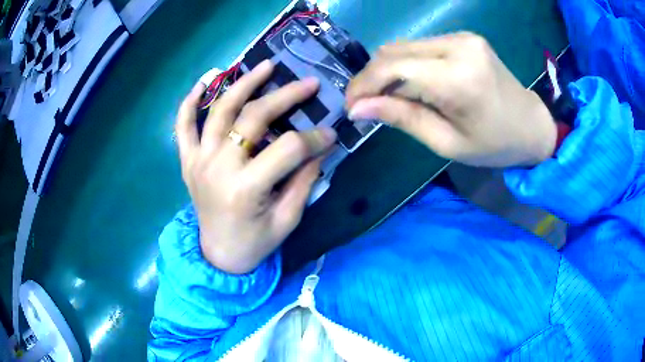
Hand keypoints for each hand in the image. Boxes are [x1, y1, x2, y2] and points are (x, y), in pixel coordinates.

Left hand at [176, 60, 336, 273]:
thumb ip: (304, 181)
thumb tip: (320, 147)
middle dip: (285, 96)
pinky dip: (190, 101)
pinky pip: (183, 125)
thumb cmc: (255, 242)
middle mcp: (218, 168)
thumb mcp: (287, 219)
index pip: (288, 149)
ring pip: (219, 111)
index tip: (330, 133)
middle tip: (308, 83)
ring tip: (265, 65)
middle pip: (253, 118)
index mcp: (246, 189)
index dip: (314, 138)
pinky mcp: (187, 161)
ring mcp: (198, 161)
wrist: (218, 255)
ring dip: (243, 83)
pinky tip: (205, 80)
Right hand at [346, 32, 556, 167]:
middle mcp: (458, 46)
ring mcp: (462, 37)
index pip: (393, 67)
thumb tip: (358, 108)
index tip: (351, 107)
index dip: (363, 84)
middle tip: (365, 104)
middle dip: (372, 78)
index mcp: (459, 78)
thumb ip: (402, 118)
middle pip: (394, 51)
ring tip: (388, 97)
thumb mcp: (447, 142)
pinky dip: (407, 64)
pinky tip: (412, 84)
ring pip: (404, 46)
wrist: (531, 125)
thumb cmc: (495, 145)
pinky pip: (421, 46)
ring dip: (388, 70)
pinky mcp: (463, 37)